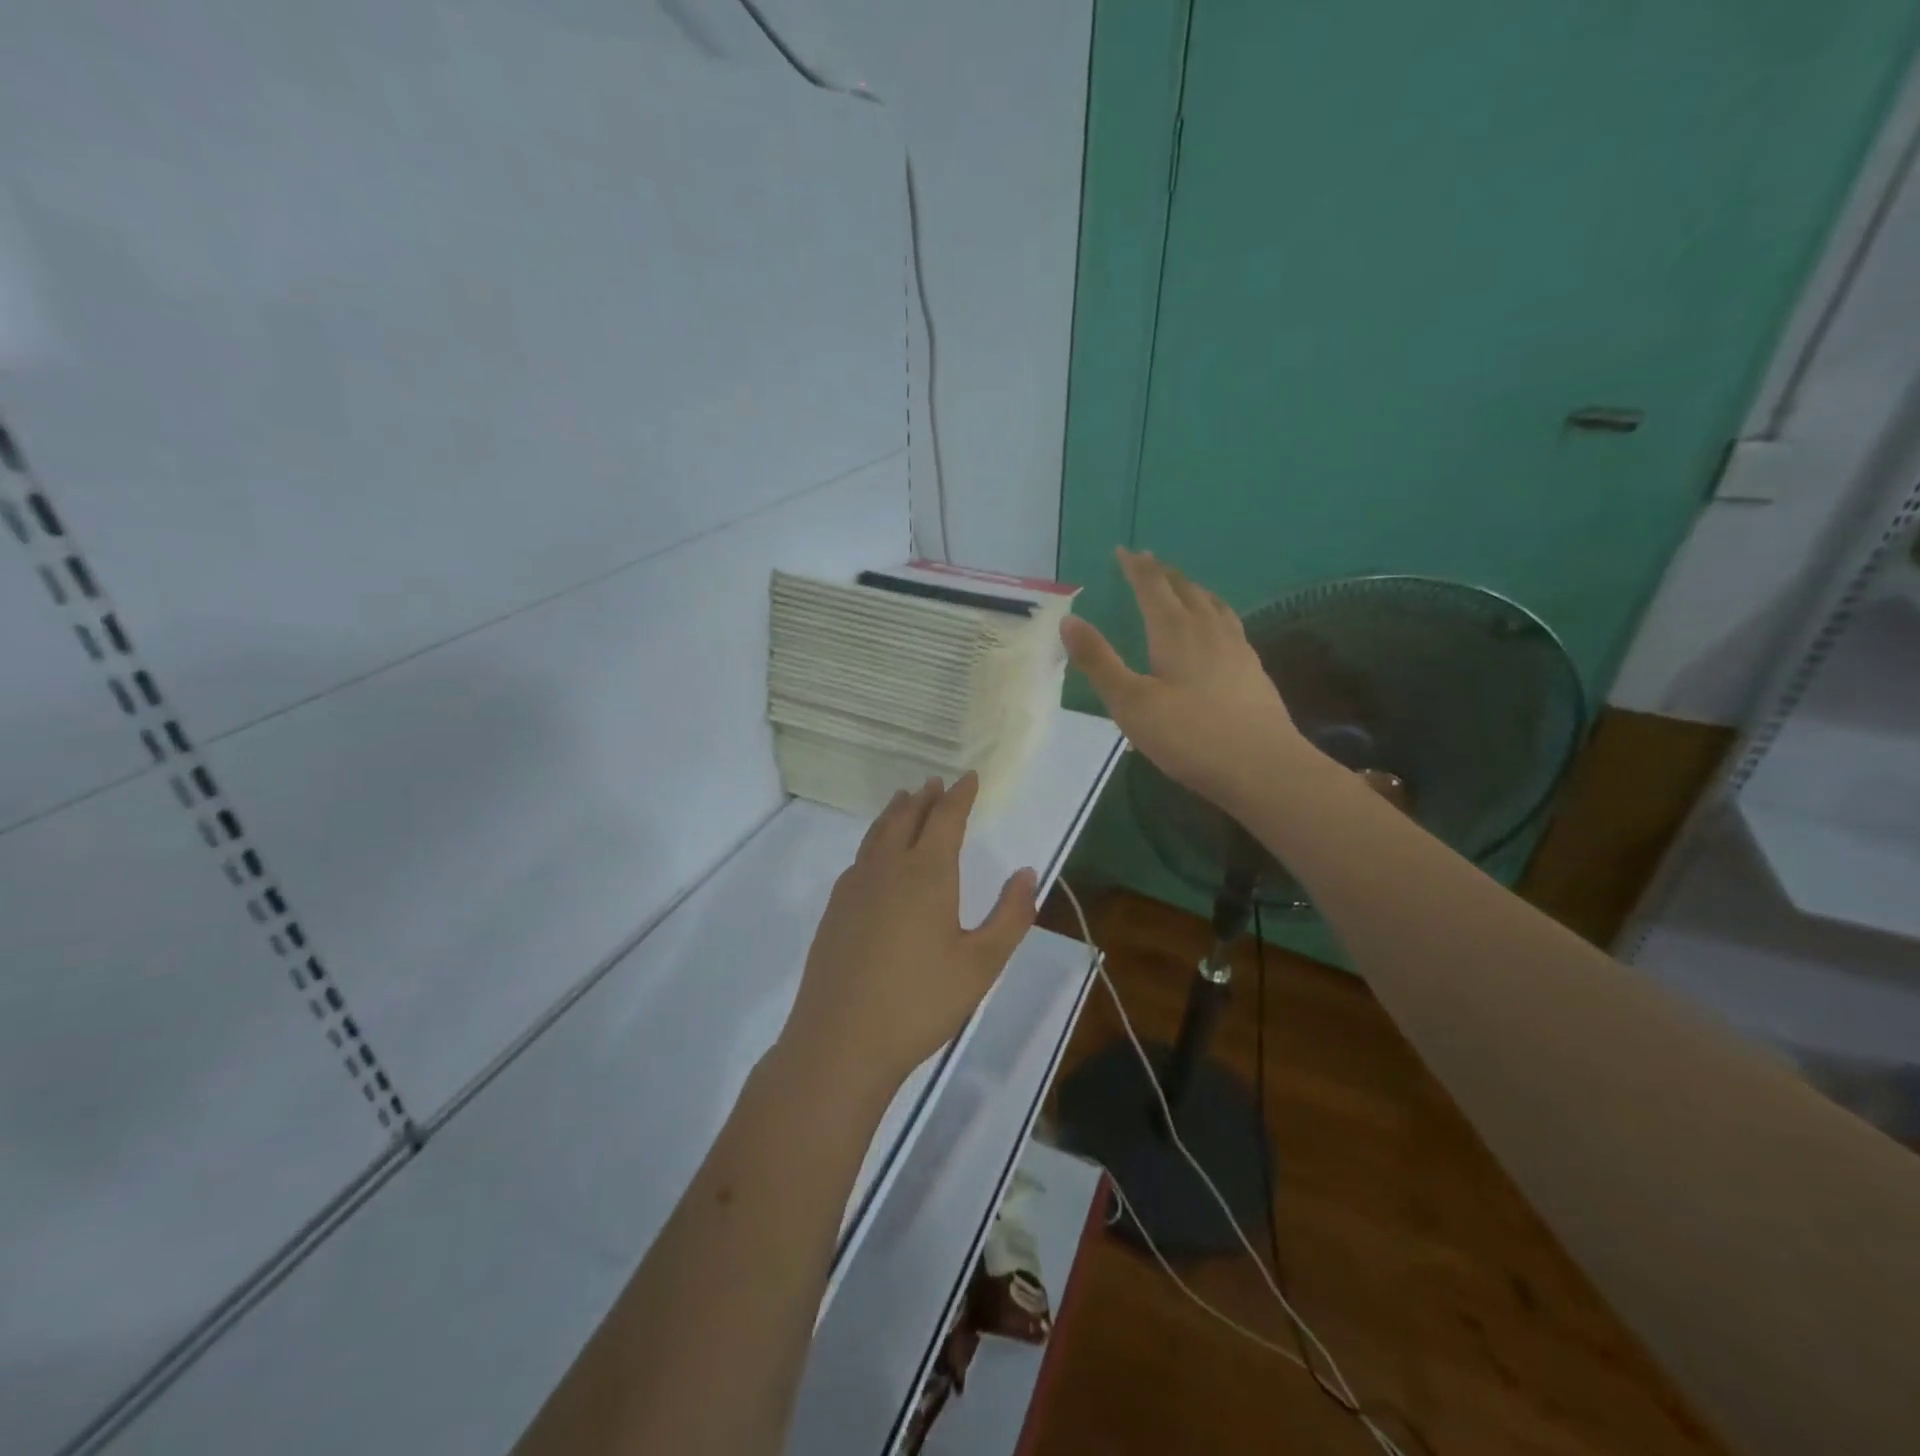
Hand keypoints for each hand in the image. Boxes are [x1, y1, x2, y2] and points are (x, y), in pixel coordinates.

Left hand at [780, 773, 1037, 1097]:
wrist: (841, 1040)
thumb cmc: (921, 1002)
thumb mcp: (981, 964)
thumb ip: (1010, 916)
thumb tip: (1027, 873)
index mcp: (927, 873)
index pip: (946, 818)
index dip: (960, 796)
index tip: (969, 777)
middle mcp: (888, 868)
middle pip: (906, 818)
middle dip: (925, 798)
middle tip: (935, 782)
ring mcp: (855, 888)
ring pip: (877, 834)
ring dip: (895, 813)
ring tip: (904, 800)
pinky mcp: (834, 910)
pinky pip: (860, 858)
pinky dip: (874, 841)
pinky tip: (875, 856)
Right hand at [1062, 547, 1307, 812]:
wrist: (1263, 767)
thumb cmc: (1189, 736)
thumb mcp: (1130, 703)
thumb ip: (1099, 661)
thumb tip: (1069, 620)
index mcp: (1175, 631)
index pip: (1152, 586)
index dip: (1136, 567)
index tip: (1123, 551)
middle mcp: (1208, 629)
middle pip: (1184, 588)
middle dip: (1162, 573)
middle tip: (1147, 563)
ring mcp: (1236, 647)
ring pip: (1212, 603)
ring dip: (1191, 588)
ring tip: (1182, 586)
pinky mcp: (1253, 668)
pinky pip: (1229, 623)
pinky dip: (1213, 611)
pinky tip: (1216, 629)